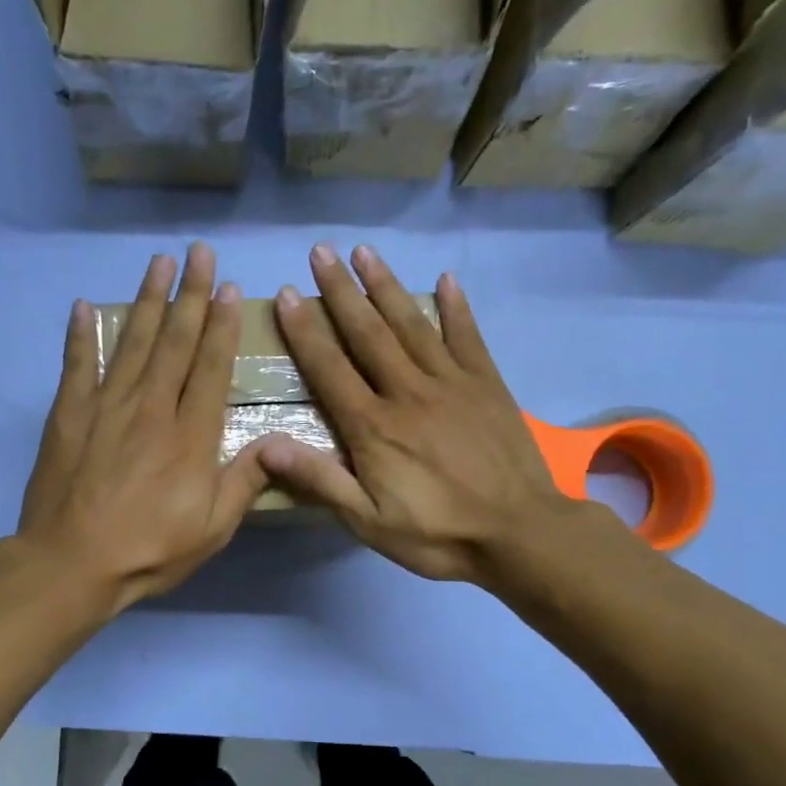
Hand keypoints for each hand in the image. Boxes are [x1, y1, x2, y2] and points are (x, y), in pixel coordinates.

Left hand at [18, 243, 269, 614]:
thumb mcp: (213, 528)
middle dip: (191, 295)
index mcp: (191, 435)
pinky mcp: (69, 415)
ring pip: (133, 342)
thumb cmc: (150, 550)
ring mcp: (107, 407)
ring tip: (160, 263)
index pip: (211, 368)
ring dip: (149, 300)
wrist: (72, 564)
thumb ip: (245, 480)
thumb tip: (280, 441)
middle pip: (175, 342)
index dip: (222, 326)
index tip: (228, 289)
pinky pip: (77, 365)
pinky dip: (81, 334)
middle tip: (199, 253)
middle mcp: (152, 408)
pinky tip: (86, 306)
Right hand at [258, 243, 590, 585]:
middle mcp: (408, 392)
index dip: (306, 330)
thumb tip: (266, 446)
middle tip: (321, 251)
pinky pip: (467, 337)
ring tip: (365, 252)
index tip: (288, 292)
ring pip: (412, 325)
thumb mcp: (367, 521)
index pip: (330, 368)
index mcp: (374, 426)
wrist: (519, 534)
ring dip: (386, 286)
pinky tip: (444, 280)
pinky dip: (455, 308)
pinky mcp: (487, 385)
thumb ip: (320, 480)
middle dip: (341, 291)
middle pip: (368, 333)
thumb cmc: (437, 533)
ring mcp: (452, 383)